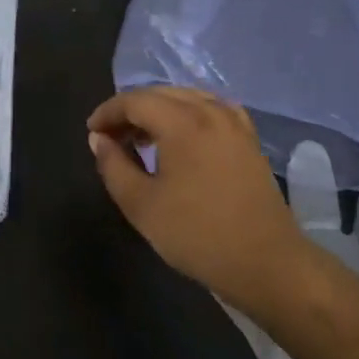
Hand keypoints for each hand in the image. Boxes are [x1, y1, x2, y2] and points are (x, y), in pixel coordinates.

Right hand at [87, 86, 305, 309]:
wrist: (266, 263)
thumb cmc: (197, 235)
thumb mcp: (141, 205)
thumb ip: (114, 166)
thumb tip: (99, 139)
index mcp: (182, 122)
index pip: (135, 101)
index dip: (108, 112)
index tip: (92, 132)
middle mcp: (210, 111)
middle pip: (160, 94)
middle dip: (131, 110)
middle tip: (111, 137)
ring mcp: (234, 123)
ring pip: (187, 98)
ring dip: (159, 110)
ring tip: (142, 138)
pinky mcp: (249, 139)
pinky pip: (211, 109)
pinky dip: (189, 114)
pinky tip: (182, 136)